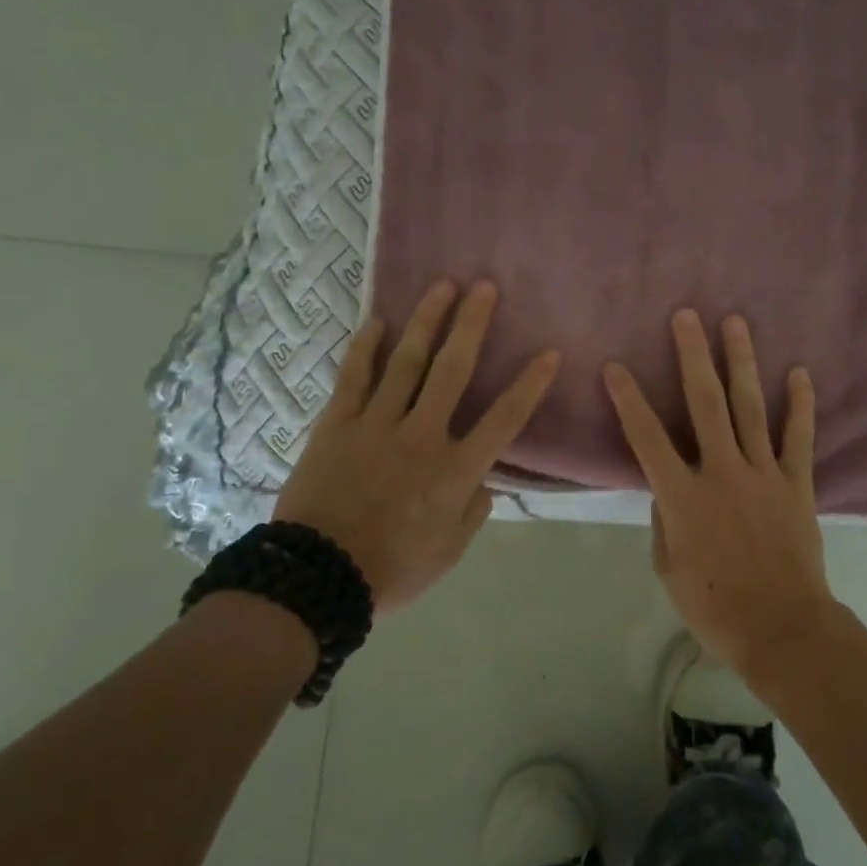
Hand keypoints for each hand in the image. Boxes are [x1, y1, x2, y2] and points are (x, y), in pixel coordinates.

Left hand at [274, 280, 558, 614]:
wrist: (318, 579)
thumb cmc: (393, 569)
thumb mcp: (449, 551)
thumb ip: (473, 511)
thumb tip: (485, 480)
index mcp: (456, 470)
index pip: (504, 418)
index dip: (529, 384)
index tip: (549, 352)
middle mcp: (422, 435)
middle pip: (453, 370)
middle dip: (472, 325)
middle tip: (484, 287)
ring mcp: (376, 425)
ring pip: (407, 363)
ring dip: (426, 321)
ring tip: (441, 286)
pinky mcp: (336, 425)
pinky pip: (353, 378)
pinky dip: (365, 348)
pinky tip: (376, 321)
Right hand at [603, 310, 835, 675]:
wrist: (782, 628)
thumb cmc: (714, 606)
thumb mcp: (669, 567)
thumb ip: (666, 519)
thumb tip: (669, 486)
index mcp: (683, 495)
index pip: (646, 437)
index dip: (628, 399)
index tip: (616, 366)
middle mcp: (721, 471)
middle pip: (704, 403)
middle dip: (692, 355)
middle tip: (686, 315)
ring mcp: (762, 473)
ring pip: (750, 407)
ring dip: (740, 362)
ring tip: (735, 322)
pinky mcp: (795, 484)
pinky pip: (798, 437)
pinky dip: (800, 404)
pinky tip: (799, 372)